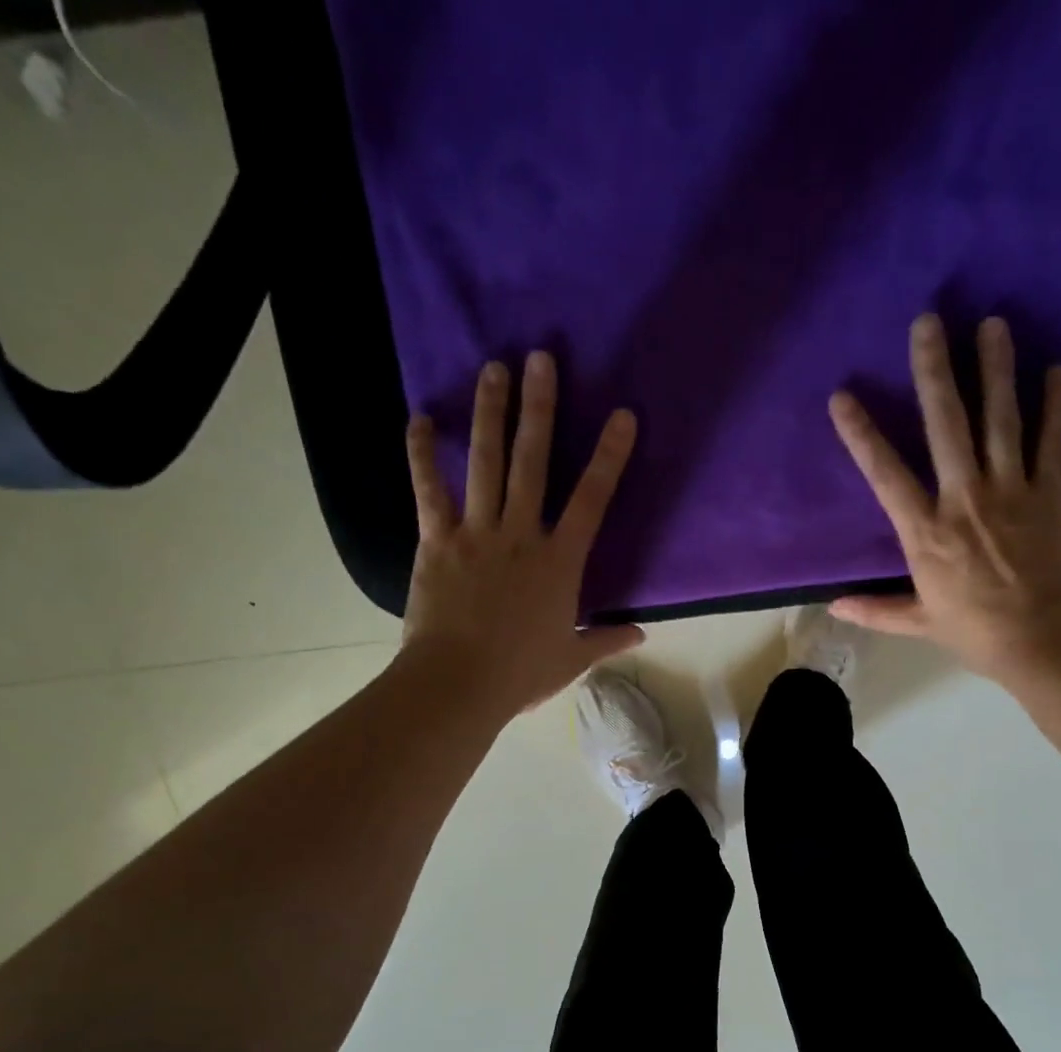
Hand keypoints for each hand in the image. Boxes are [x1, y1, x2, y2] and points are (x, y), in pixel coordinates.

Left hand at [399, 352, 643, 720]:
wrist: (459, 684)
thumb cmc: (521, 673)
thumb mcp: (571, 658)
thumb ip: (606, 639)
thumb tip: (641, 633)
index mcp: (560, 562)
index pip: (592, 500)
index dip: (610, 456)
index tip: (622, 416)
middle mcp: (521, 535)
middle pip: (533, 462)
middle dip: (540, 408)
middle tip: (541, 358)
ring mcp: (477, 533)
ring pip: (484, 462)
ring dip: (490, 413)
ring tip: (495, 369)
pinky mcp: (437, 541)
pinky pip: (428, 489)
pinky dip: (422, 454)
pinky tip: (420, 419)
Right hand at [828, 315, 1060, 689]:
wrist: (1049, 643)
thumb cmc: (979, 635)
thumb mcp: (920, 623)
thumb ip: (876, 609)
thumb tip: (832, 606)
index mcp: (926, 534)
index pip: (886, 474)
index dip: (862, 434)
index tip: (844, 396)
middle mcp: (965, 500)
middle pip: (947, 425)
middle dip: (935, 371)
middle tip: (928, 322)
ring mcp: (1011, 492)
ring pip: (1001, 419)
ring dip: (996, 369)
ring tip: (992, 323)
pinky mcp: (1050, 494)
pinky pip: (1053, 441)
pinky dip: (1056, 405)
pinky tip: (1055, 370)